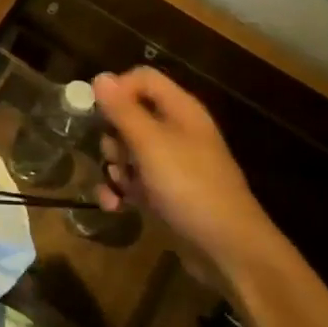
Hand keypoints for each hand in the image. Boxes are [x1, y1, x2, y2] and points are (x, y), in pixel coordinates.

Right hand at [92, 67, 281, 274]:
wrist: (228, 249)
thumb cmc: (190, 186)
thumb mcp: (151, 144)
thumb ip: (123, 110)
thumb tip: (100, 77)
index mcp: (180, 111)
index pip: (142, 79)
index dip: (118, 90)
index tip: (100, 113)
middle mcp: (175, 132)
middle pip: (129, 116)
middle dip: (112, 137)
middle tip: (116, 156)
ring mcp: (170, 164)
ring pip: (126, 151)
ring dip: (114, 167)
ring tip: (118, 186)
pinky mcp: (164, 193)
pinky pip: (132, 181)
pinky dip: (120, 190)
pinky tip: (114, 205)